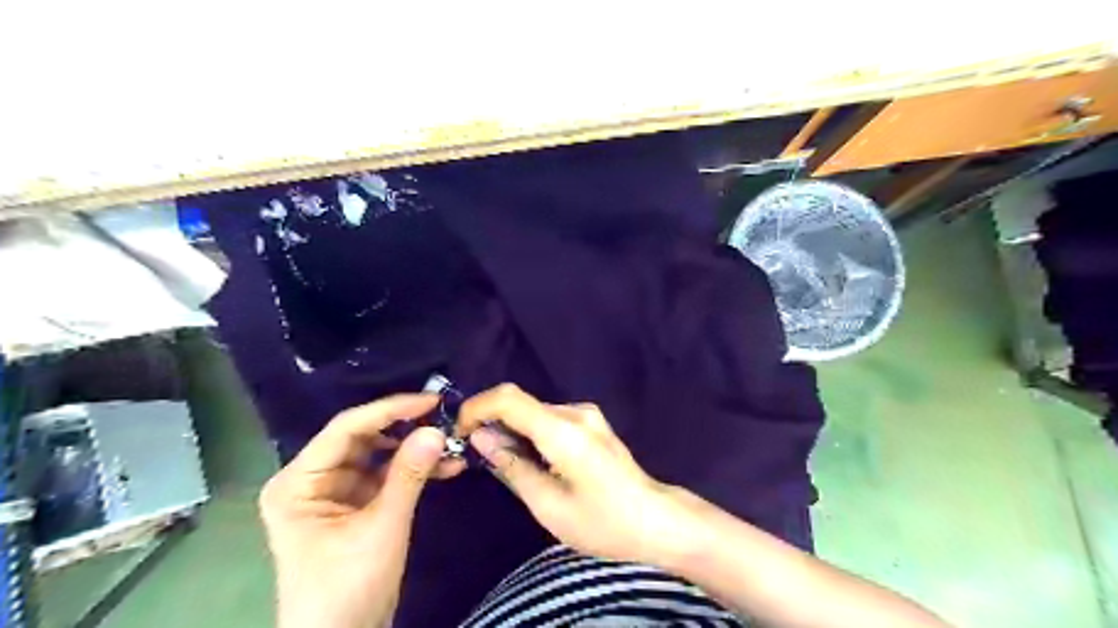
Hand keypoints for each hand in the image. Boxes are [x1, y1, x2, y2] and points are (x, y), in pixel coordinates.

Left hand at [260, 396, 455, 627]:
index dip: (389, 410)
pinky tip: (447, 466)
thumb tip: (436, 430)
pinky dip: (415, 470)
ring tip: (452, 444)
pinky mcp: (356, 503)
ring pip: (380, 454)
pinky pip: (388, 475)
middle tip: (445, 419)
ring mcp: (335, 491)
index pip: (346, 429)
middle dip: (406, 429)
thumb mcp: (382, 528)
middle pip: (364, 438)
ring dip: (415, 449)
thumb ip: (408, 475)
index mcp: (298, 482)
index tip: (430, 401)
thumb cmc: (347, 589)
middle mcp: (313, 479)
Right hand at [454, 386, 695, 566]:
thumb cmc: (603, 522)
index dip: (477, 408)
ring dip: (512, 429)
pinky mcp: (591, 422)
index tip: (460, 432)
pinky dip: (531, 433)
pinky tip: (531, 461)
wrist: (656, 520)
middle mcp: (575, 412)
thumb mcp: (549, 505)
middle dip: (492, 422)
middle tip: (476, 455)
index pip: (508, 398)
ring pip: (534, 411)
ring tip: (503, 463)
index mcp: (563, 430)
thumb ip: (512, 466)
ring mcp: (587, 414)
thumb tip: (480, 438)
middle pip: (521, 403)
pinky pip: (550, 419)